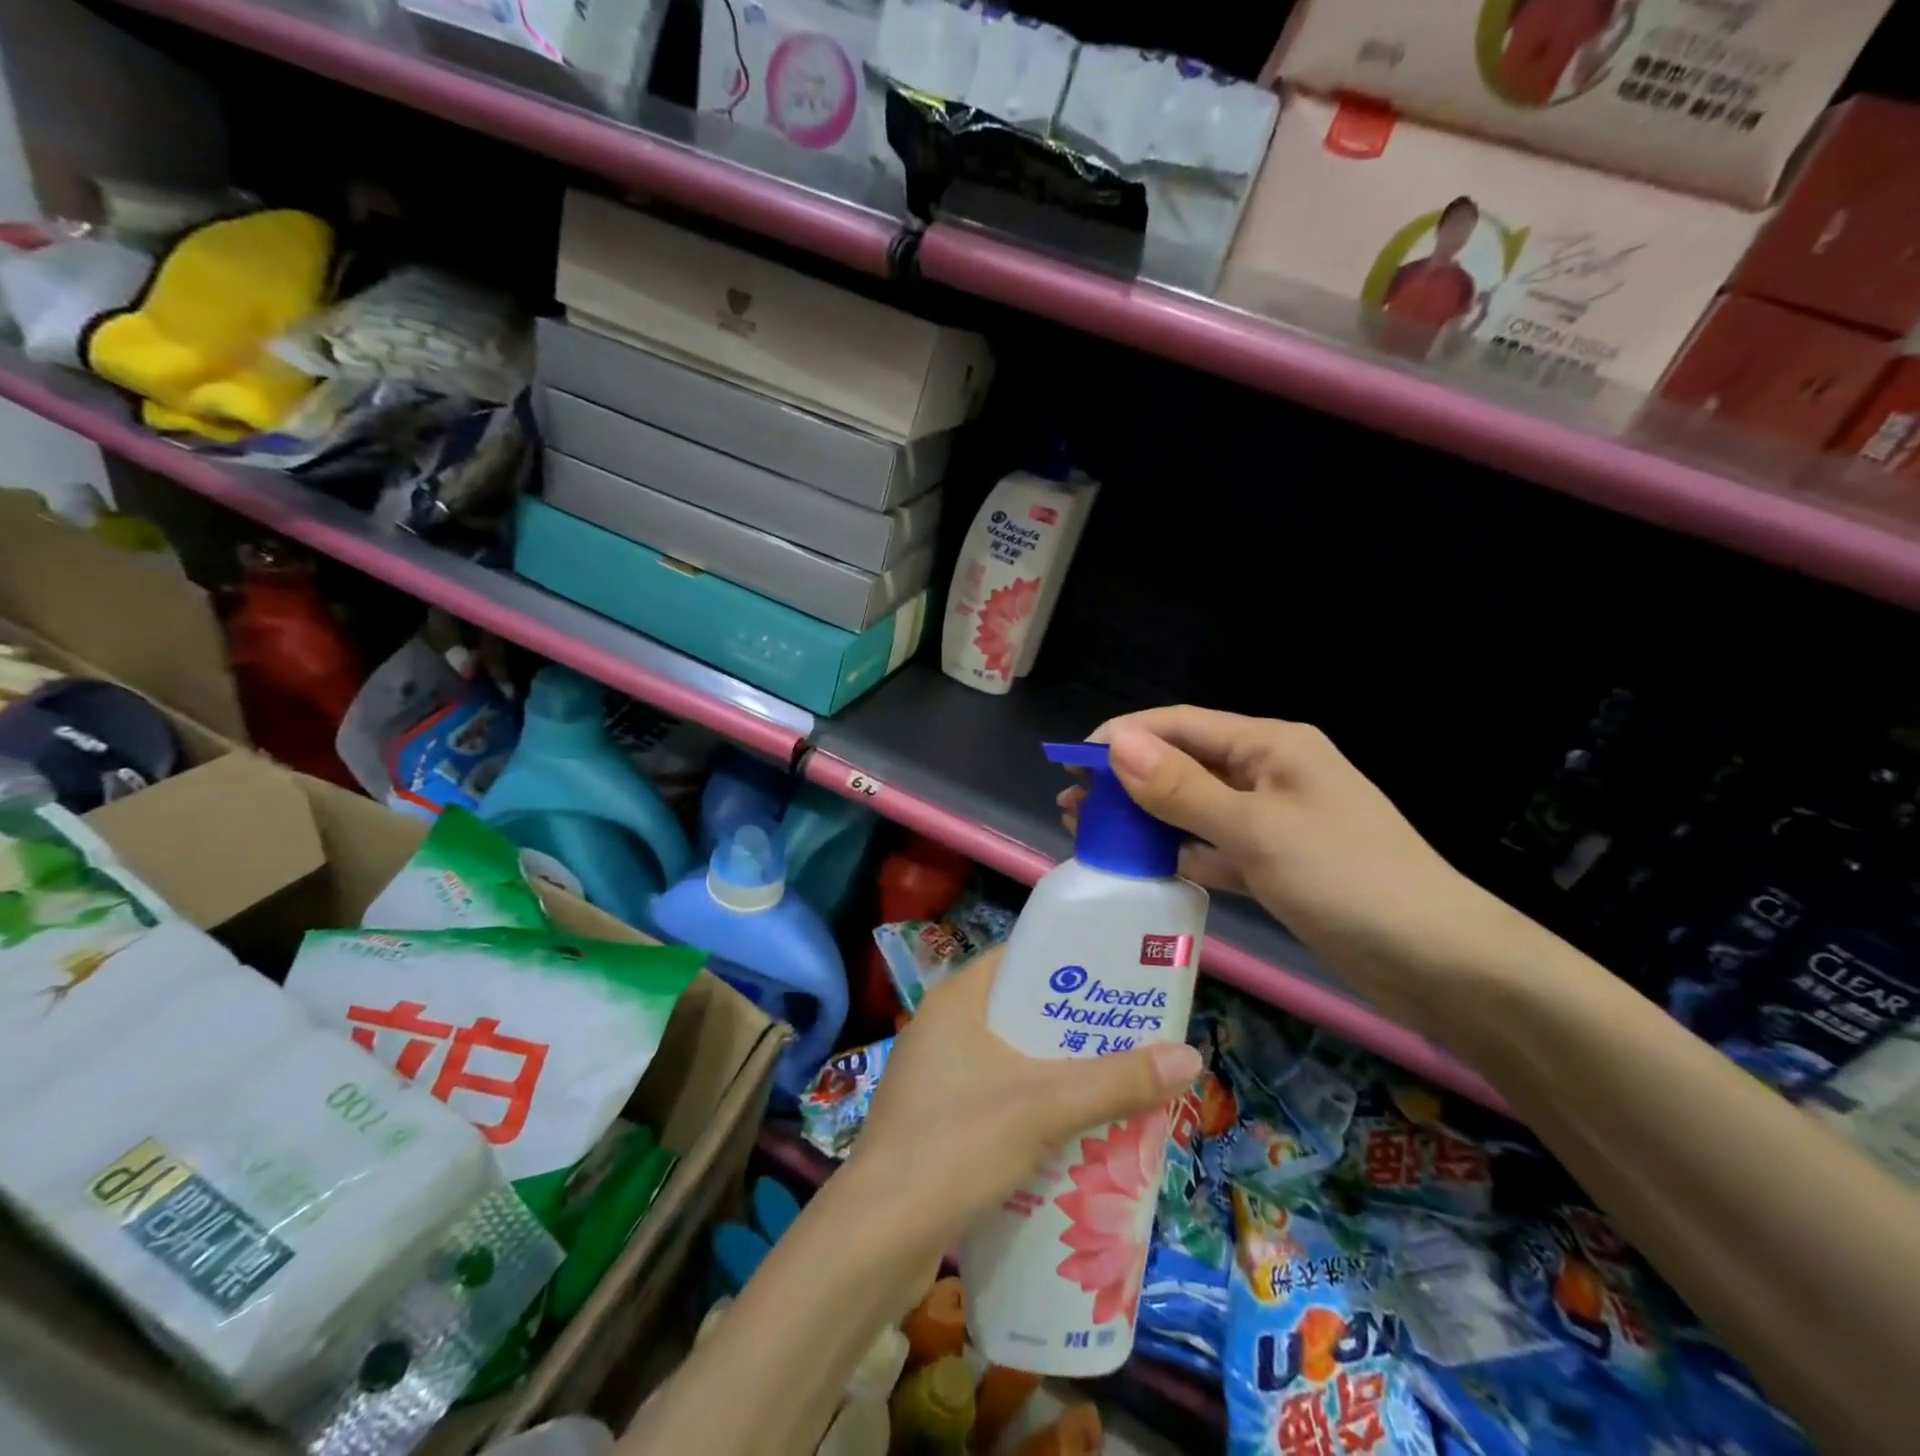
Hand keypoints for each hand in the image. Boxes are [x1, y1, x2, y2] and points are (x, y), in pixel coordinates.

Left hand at [848, 946, 1201, 1255]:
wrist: (878, 1235)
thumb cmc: (958, 1142)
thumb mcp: (1045, 1106)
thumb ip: (1116, 1082)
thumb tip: (1190, 1057)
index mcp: (957, 1000)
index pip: (1020, 960)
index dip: (1069, 967)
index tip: (1117, 982)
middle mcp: (942, 1027)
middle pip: (1020, 1013)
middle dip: (1073, 1030)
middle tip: (1129, 1040)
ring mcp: (934, 1076)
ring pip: (1009, 1060)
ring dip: (1055, 1073)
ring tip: (1112, 1086)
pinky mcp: (934, 1120)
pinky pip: (994, 1097)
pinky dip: (1031, 1107)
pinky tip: (1068, 1134)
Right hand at [1057, 707, 1506, 1014]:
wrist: (1439, 964)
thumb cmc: (1347, 879)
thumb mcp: (1256, 829)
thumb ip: (1182, 789)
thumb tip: (1116, 745)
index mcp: (1271, 746)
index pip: (1181, 725)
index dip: (1123, 737)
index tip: (1070, 762)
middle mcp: (1270, 774)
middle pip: (1184, 765)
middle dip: (1127, 780)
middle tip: (1071, 805)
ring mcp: (1274, 821)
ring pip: (1194, 809)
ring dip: (1146, 817)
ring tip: (1090, 832)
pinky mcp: (1276, 865)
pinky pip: (1213, 848)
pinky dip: (1178, 853)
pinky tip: (1141, 865)